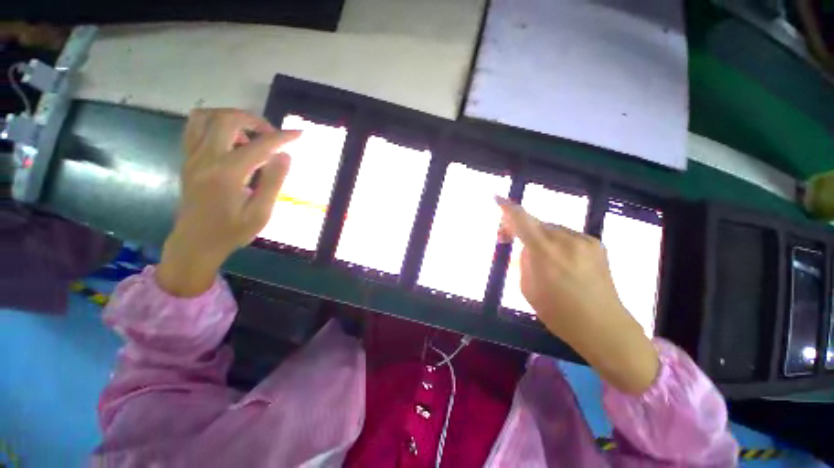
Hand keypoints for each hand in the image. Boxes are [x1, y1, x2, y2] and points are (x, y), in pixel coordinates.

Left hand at [156, 109, 299, 296]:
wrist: (195, 243)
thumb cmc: (232, 231)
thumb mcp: (261, 213)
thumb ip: (273, 182)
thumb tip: (285, 156)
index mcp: (228, 174)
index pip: (259, 146)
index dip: (282, 137)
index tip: (299, 134)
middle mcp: (206, 159)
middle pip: (227, 120)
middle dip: (254, 120)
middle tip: (271, 135)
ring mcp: (192, 157)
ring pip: (205, 117)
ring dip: (231, 117)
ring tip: (249, 133)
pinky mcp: (187, 160)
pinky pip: (195, 128)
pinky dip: (214, 124)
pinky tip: (231, 140)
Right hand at [497, 197, 658, 393]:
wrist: (603, 326)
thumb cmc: (557, 312)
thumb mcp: (527, 287)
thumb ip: (524, 261)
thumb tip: (526, 247)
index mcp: (544, 252)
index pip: (522, 220)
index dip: (507, 207)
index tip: (497, 198)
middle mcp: (565, 239)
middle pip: (536, 223)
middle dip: (521, 228)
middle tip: (511, 239)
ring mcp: (584, 240)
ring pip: (552, 229)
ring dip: (540, 238)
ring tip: (543, 259)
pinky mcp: (596, 244)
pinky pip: (567, 236)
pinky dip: (557, 243)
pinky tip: (562, 261)